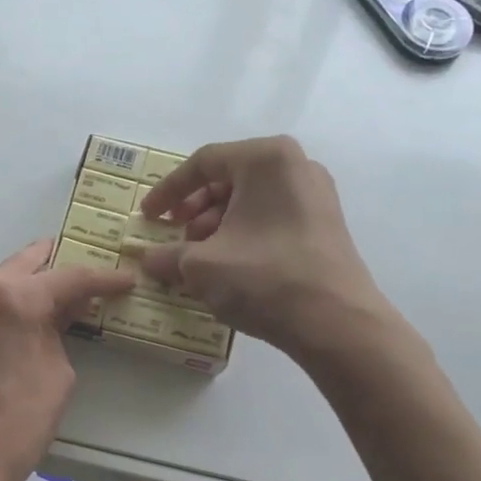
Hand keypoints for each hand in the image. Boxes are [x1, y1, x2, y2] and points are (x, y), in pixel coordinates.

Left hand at [0, 239, 134, 480]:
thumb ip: (59, 334)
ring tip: (30, 296)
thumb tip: (60, 313)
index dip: (102, 278)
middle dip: (52, 266)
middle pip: (21, 265)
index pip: (69, 277)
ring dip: (11, 283)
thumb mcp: (57, 379)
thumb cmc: (14, 429)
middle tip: (75, 275)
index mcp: (15, 299)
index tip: (123, 280)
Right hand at [135, 136, 386, 360]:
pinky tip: (228, 266)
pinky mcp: (324, 224)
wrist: (335, 322)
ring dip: (216, 225)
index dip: (168, 191)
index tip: (148, 217)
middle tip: (175, 237)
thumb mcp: (201, 266)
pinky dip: (242, 234)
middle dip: (194, 210)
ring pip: (249, 200)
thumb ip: (166, 256)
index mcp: (265, 159)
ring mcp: (315, 194)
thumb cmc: (264, 278)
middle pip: (228, 178)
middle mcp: (295, 165)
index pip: (203, 163)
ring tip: (199, 258)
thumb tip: (145, 259)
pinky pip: (270, 217)